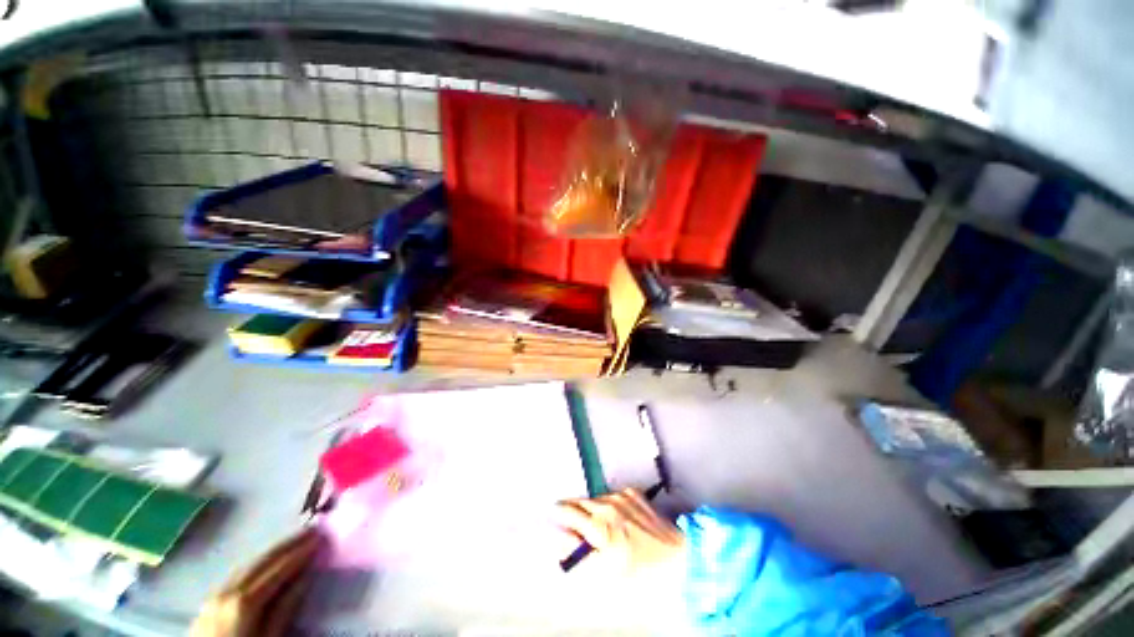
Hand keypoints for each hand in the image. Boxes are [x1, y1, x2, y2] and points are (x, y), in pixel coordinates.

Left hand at [190, 527, 322, 636]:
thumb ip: (284, 611)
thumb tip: (306, 578)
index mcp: (244, 601)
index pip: (278, 568)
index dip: (300, 552)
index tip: (321, 536)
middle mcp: (227, 592)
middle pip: (261, 562)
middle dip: (287, 545)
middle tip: (311, 530)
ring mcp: (213, 596)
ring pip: (246, 566)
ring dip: (271, 553)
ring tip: (292, 542)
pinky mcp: (207, 605)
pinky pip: (234, 577)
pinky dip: (254, 566)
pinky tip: (262, 565)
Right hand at [554, 488, 684, 575]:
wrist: (677, 557)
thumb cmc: (639, 571)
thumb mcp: (605, 570)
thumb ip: (579, 551)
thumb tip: (562, 535)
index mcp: (598, 525)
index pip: (568, 511)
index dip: (558, 513)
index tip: (551, 514)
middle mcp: (607, 504)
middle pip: (580, 502)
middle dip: (573, 510)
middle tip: (572, 521)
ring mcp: (621, 495)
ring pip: (596, 498)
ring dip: (591, 508)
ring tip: (598, 525)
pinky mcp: (633, 492)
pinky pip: (612, 495)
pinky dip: (608, 503)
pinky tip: (616, 517)